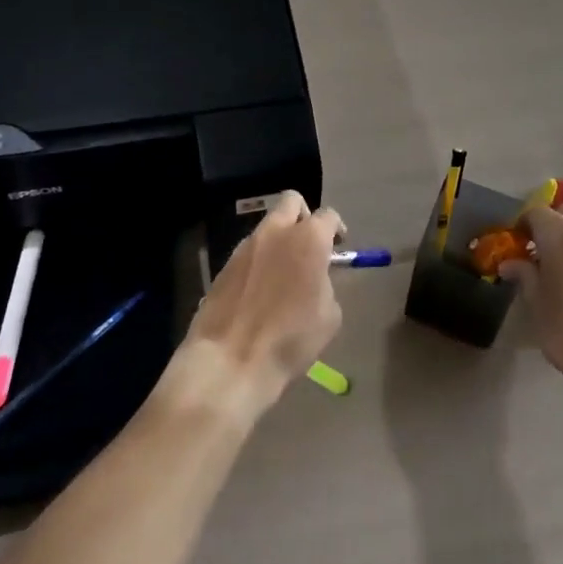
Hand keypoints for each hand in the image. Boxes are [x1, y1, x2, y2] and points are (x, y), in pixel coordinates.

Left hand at [177, 192, 344, 412]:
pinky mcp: (225, 264)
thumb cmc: (290, 339)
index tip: (338, 246)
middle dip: (303, 216)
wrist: (230, 361)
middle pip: (292, 202)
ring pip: (268, 226)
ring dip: (279, 240)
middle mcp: (277, 232)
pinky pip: (249, 251)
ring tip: (283, 273)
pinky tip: (260, 291)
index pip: (328, 215)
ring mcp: (246, 246)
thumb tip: (315, 278)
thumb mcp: (329, 316)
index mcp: (309, 239)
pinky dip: (259, 261)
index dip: (336, 229)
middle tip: (309, 245)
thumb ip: (326, 284)